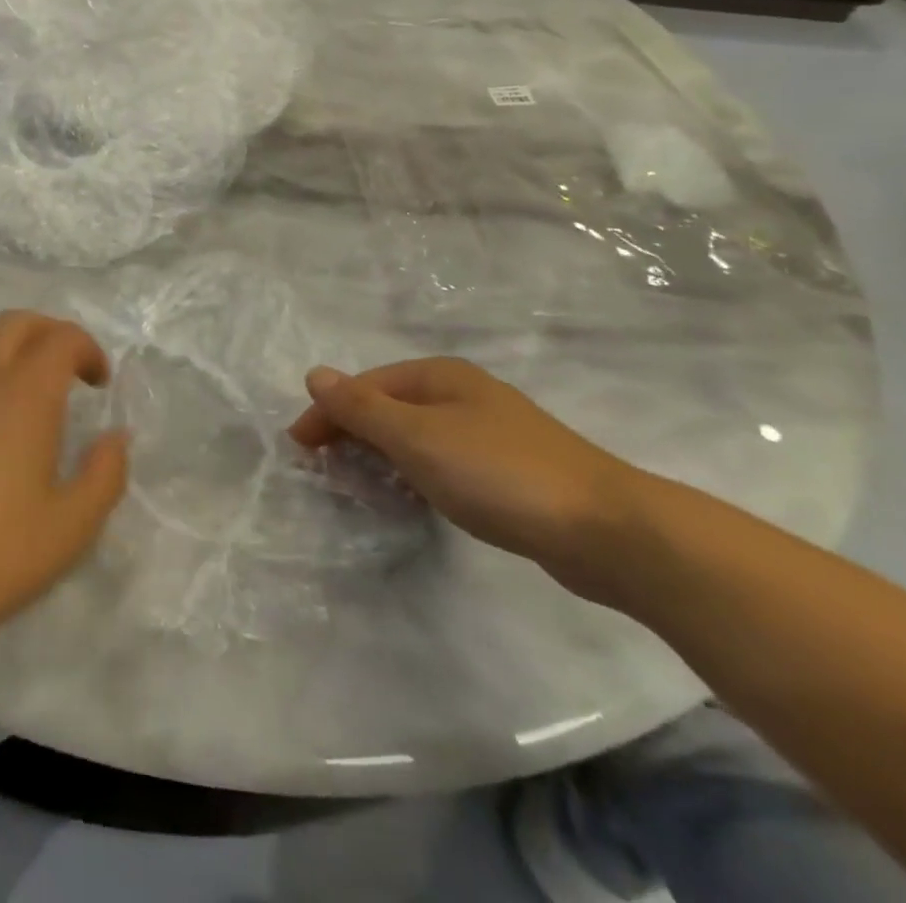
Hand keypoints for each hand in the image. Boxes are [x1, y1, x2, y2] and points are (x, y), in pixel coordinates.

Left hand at [0, 312, 128, 650]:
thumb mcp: (68, 529)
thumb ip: (104, 476)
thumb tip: (115, 438)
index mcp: (25, 394)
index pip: (61, 338)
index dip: (88, 349)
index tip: (100, 383)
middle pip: (16, 322)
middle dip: (50, 333)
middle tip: (69, 369)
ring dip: (9, 345)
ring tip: (23, 385)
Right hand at [290, 358, 646, 600]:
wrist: (607, 530)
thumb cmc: (498, 473)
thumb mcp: (416, 437)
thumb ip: (361, 408)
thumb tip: (314, 374)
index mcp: (439, 375)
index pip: (365, 386)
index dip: (327, 413)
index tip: (299, 449)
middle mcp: (462, 393)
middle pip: (389, 406)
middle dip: (352, 432)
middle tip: (324, 469)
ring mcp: (489, 431)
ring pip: (416, 434)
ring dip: (382, 454)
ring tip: (359, 484)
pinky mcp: (509, 469)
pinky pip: (442, 460)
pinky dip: (415, 472)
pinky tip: (414, 496)